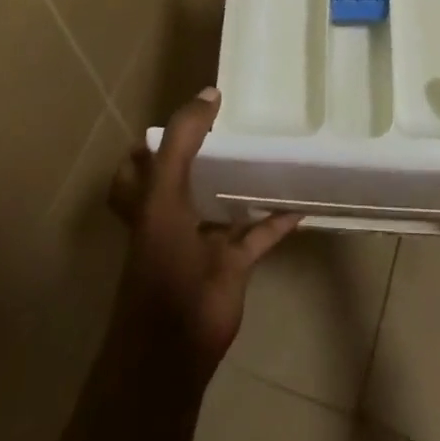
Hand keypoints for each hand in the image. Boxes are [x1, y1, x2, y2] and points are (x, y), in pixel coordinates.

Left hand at [106, 86, 300, 376]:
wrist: (174, 347)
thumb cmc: (161, 264)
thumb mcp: (164, 193)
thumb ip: (182, 140)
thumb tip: (209, 92)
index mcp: (146, 201)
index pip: (138, 164)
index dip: (152, 141)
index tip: (182, 115)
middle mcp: (171, 217)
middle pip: (183, 180)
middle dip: (202, 156)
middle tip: (232, 126)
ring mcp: (202, 243)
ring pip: (223, 205)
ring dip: (242, 184)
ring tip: (268, 152)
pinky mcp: (232, 265)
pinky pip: (259, 235)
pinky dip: (278, 220)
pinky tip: (301, 202)